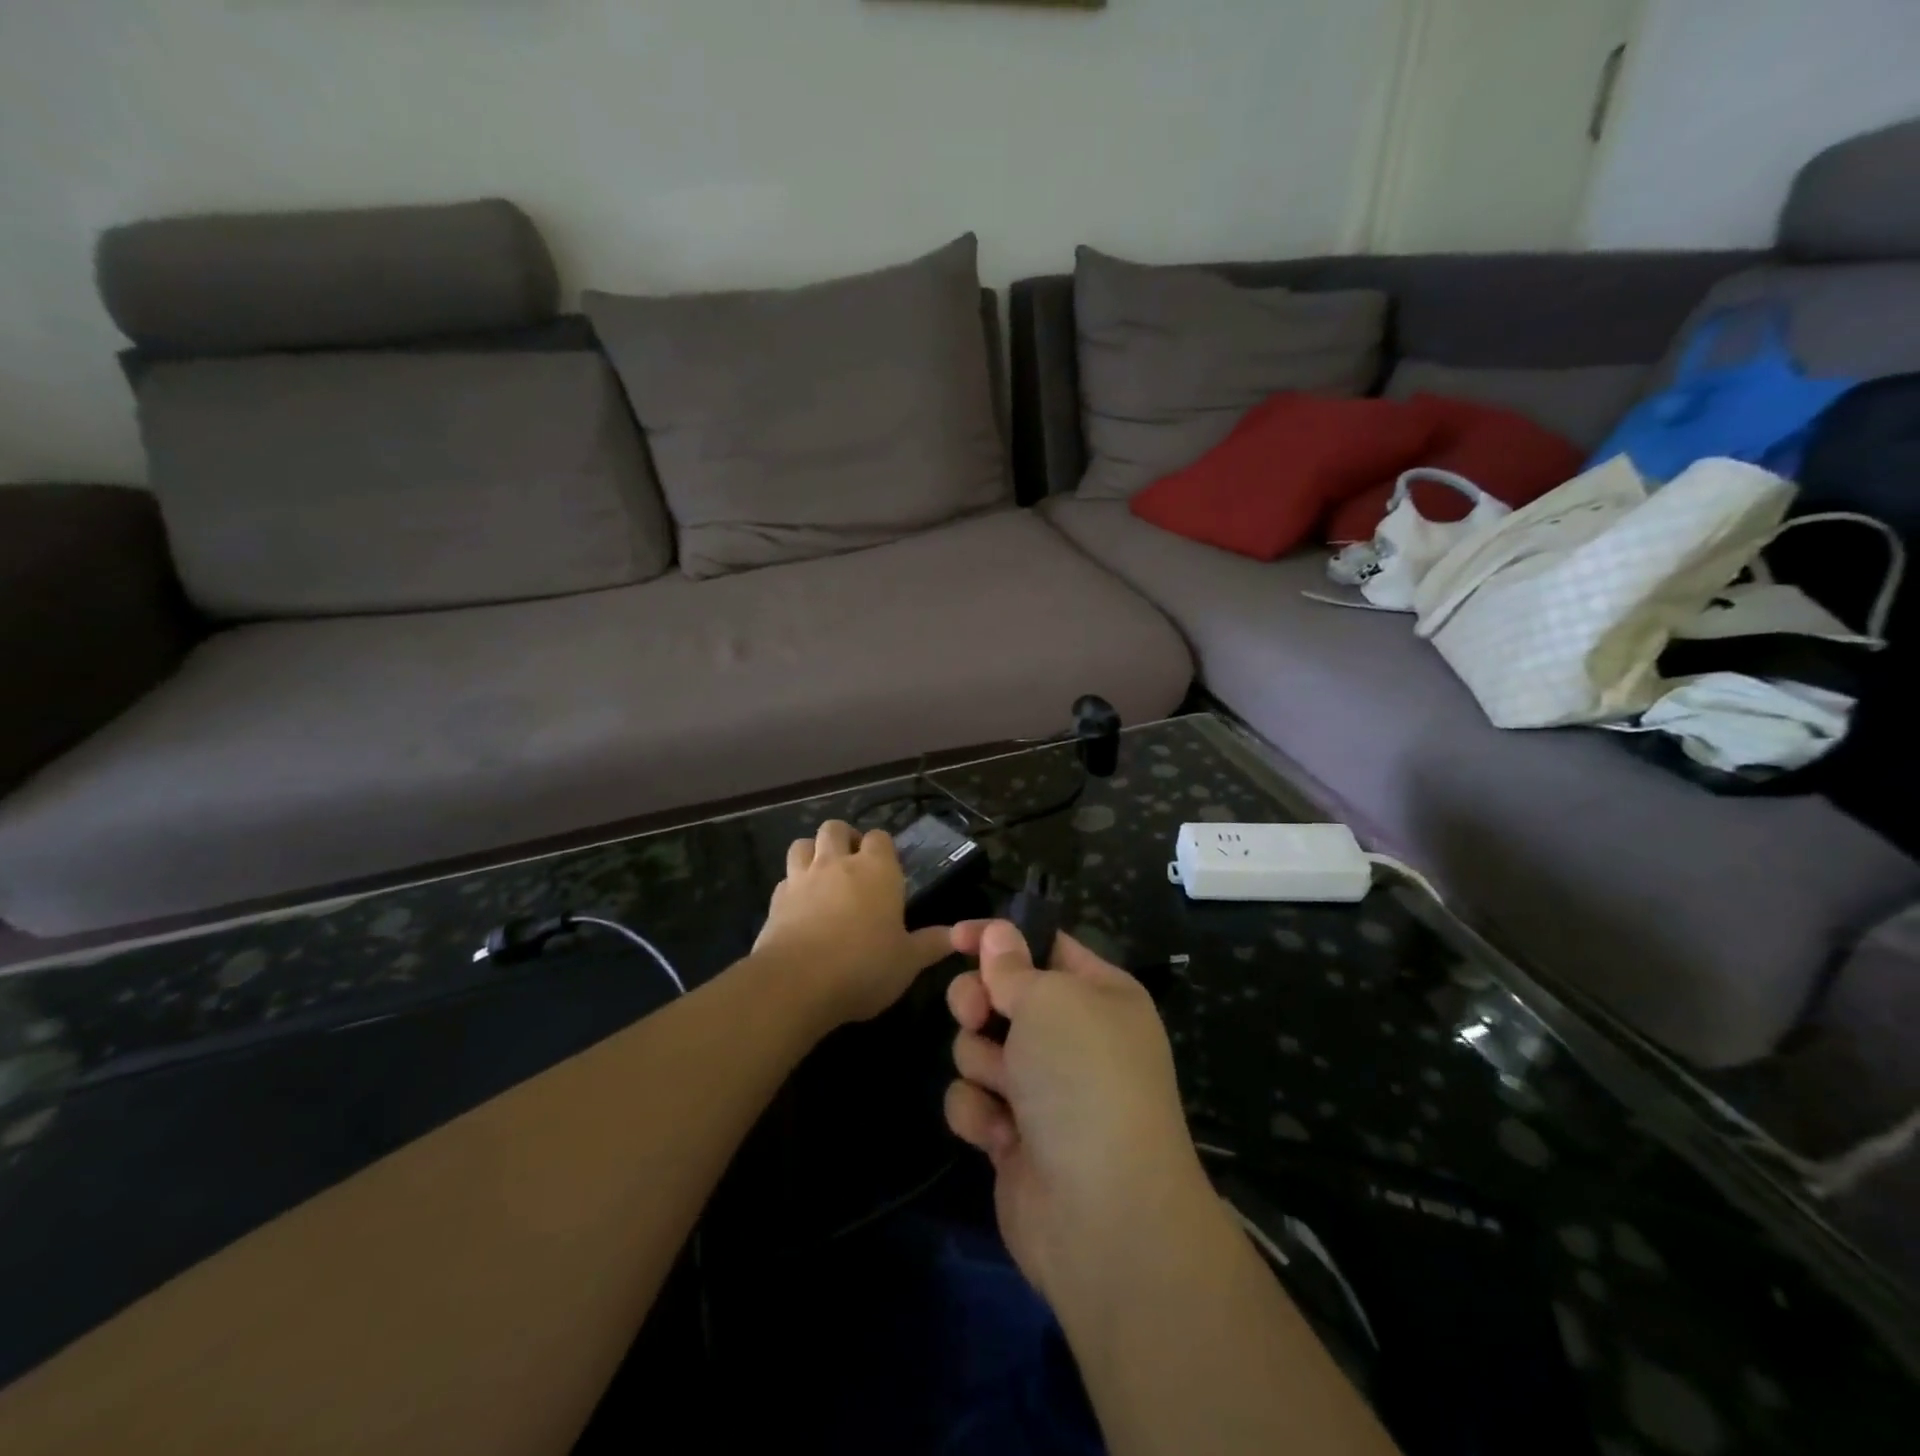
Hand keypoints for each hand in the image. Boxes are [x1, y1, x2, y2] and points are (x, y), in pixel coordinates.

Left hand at [754, 821, 954, 1029]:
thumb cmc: (864, 966)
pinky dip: (792, 886)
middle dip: (844, 838)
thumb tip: (957, 936)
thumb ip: (931, 944)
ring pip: (803, 844)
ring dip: (813, 852)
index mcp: (877, 870)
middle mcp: (838, 863)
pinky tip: (800, 906)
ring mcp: (801, 878)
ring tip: (822, 875)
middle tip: (853, 863)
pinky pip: (784, 879)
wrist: (796, 983)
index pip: (880, 837)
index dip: (883, 848)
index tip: (888, 869)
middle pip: (836, 828)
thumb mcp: (908, 961)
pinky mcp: (775, 900)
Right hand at [944, 921, 1217, 1310]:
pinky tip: (1002, 1135)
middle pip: (1001, 995)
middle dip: (978, 1002)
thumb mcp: (1051, 1000)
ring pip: (979, 1047)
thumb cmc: (1084, 1079)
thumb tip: (997, 933)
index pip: (1042, 946)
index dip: (998, 937)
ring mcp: (1043, 1089)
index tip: (955, 937)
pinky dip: (981, 1114)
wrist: (1103, 1214)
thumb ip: (1012, 966)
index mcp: (1099, 995)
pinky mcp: (1015, 1136)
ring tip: (1006, 1086)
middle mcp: (1073, 1038)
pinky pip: (974, 1100)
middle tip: (975, 1014)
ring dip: (982, 1063)